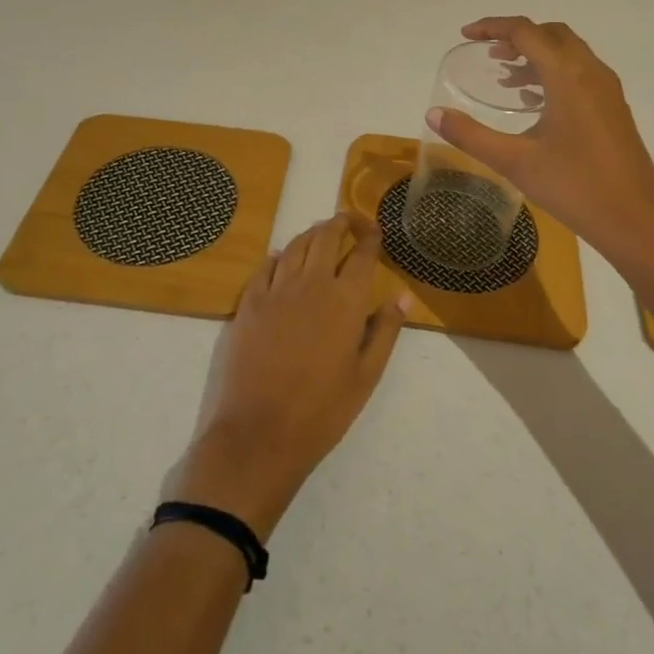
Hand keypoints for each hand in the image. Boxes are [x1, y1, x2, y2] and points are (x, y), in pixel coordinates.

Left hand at [164, 215, 411, 537]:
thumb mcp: (366, 375)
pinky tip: (282, 256)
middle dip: (340, 223)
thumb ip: (386, 330)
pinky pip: (266, 266)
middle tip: (349, 221)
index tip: (376, 230)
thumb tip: (404, 295)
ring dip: (311, 234)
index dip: (370, 237)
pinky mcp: (249, 302)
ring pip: (295, 246)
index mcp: (345, 300)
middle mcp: (311, 284)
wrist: (259, 432)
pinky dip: (279, 255)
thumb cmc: (322, 410)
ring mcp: (276, 290)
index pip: (362, 254)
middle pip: (326, 238)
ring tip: (321, 233)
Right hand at [428, 17, 653, 267]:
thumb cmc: (575, 187)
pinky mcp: (614, 109)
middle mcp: (591, 72)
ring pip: (568, 53)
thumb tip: (433, 114)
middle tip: (488, 53)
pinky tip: (533, 102)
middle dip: (517, 36)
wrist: (637, 222)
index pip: (526, 31)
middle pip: (551, 34)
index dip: (492, 27)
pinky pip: (580, 73)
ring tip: (504, 76)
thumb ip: (471, 135)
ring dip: (536, 55)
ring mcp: (607, 90)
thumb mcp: (515, 161)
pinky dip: (553, 73)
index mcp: (567, 75)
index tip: (465, 35)